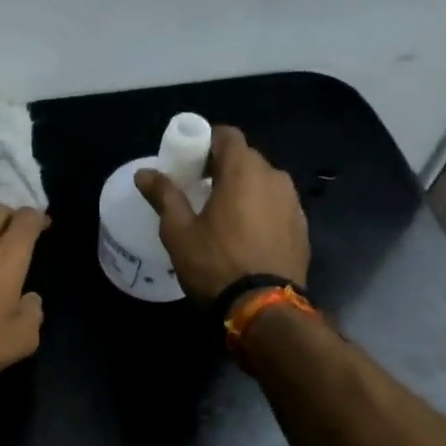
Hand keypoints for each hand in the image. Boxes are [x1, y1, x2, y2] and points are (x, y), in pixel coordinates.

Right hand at [135, 125, 308, 303]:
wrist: (265, 309)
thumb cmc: (216, 264)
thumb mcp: (179, 232)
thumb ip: (164, 195)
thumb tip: (145, 173)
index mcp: (244, 172)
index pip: (227, 135)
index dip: (205, 141)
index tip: (187, 160)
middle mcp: (274, 178)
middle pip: (245, 158)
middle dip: (221, 165)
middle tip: (197, 187)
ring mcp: (292, 203)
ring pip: (263, 182)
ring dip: (242, 188)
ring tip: (220, 213)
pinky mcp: (301, 228)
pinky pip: (275, 205)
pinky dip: (258, 208)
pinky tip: (243, 234)